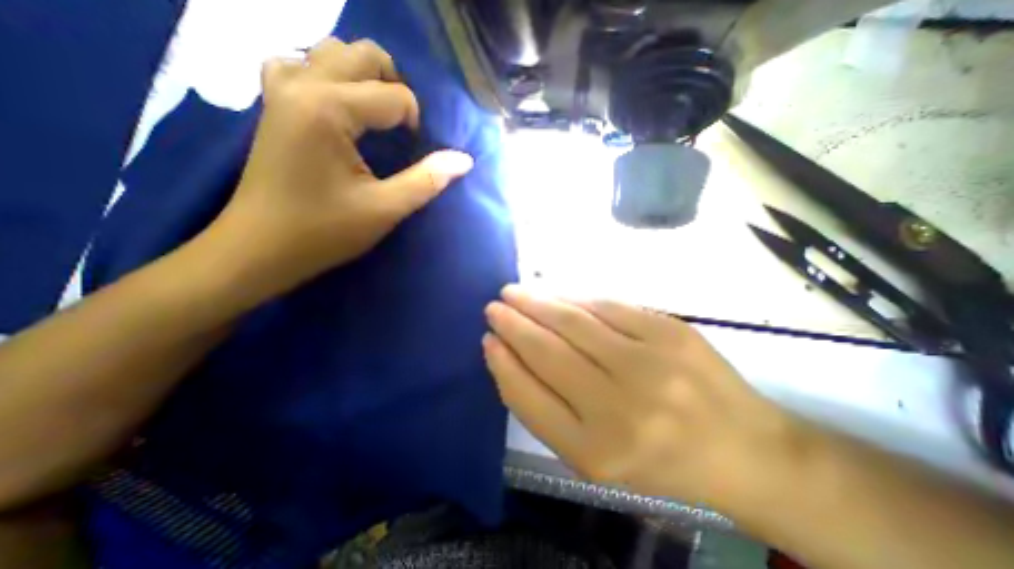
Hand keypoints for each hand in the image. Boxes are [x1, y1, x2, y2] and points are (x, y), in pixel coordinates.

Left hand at [209, 38, 474, 295]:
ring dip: (364, 76)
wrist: (261, 246)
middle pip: (362, 54)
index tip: (412, 153)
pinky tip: (339, 107)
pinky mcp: (273, 103)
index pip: (394, 96)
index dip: (415, 122)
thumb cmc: (325, 231)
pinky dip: (329, 77)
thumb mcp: (385, 209)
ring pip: (331, 51)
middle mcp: (301, 83)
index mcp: (329, 109)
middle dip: (394, 85)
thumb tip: (465, 160)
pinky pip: (302, 64)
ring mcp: (280, 88)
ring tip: (376, 114)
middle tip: (402, 126)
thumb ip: (427, 180)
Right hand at [485, 286, 812, 511]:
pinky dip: (573, 296)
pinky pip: (606, 305)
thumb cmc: (657, 460)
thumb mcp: (592, 455)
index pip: (528, 395)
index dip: (502, 362)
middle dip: (513, 323)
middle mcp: (619, 409)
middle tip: (494, 306)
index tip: (488, 339)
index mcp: (594, 451)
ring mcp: (649, 364)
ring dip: (536, 301)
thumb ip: (545, 408)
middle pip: (547, 351)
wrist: (742, 449)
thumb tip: (509, 354)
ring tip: (514, 292)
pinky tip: (555, 293)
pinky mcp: (670, 331)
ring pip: (573, 320)